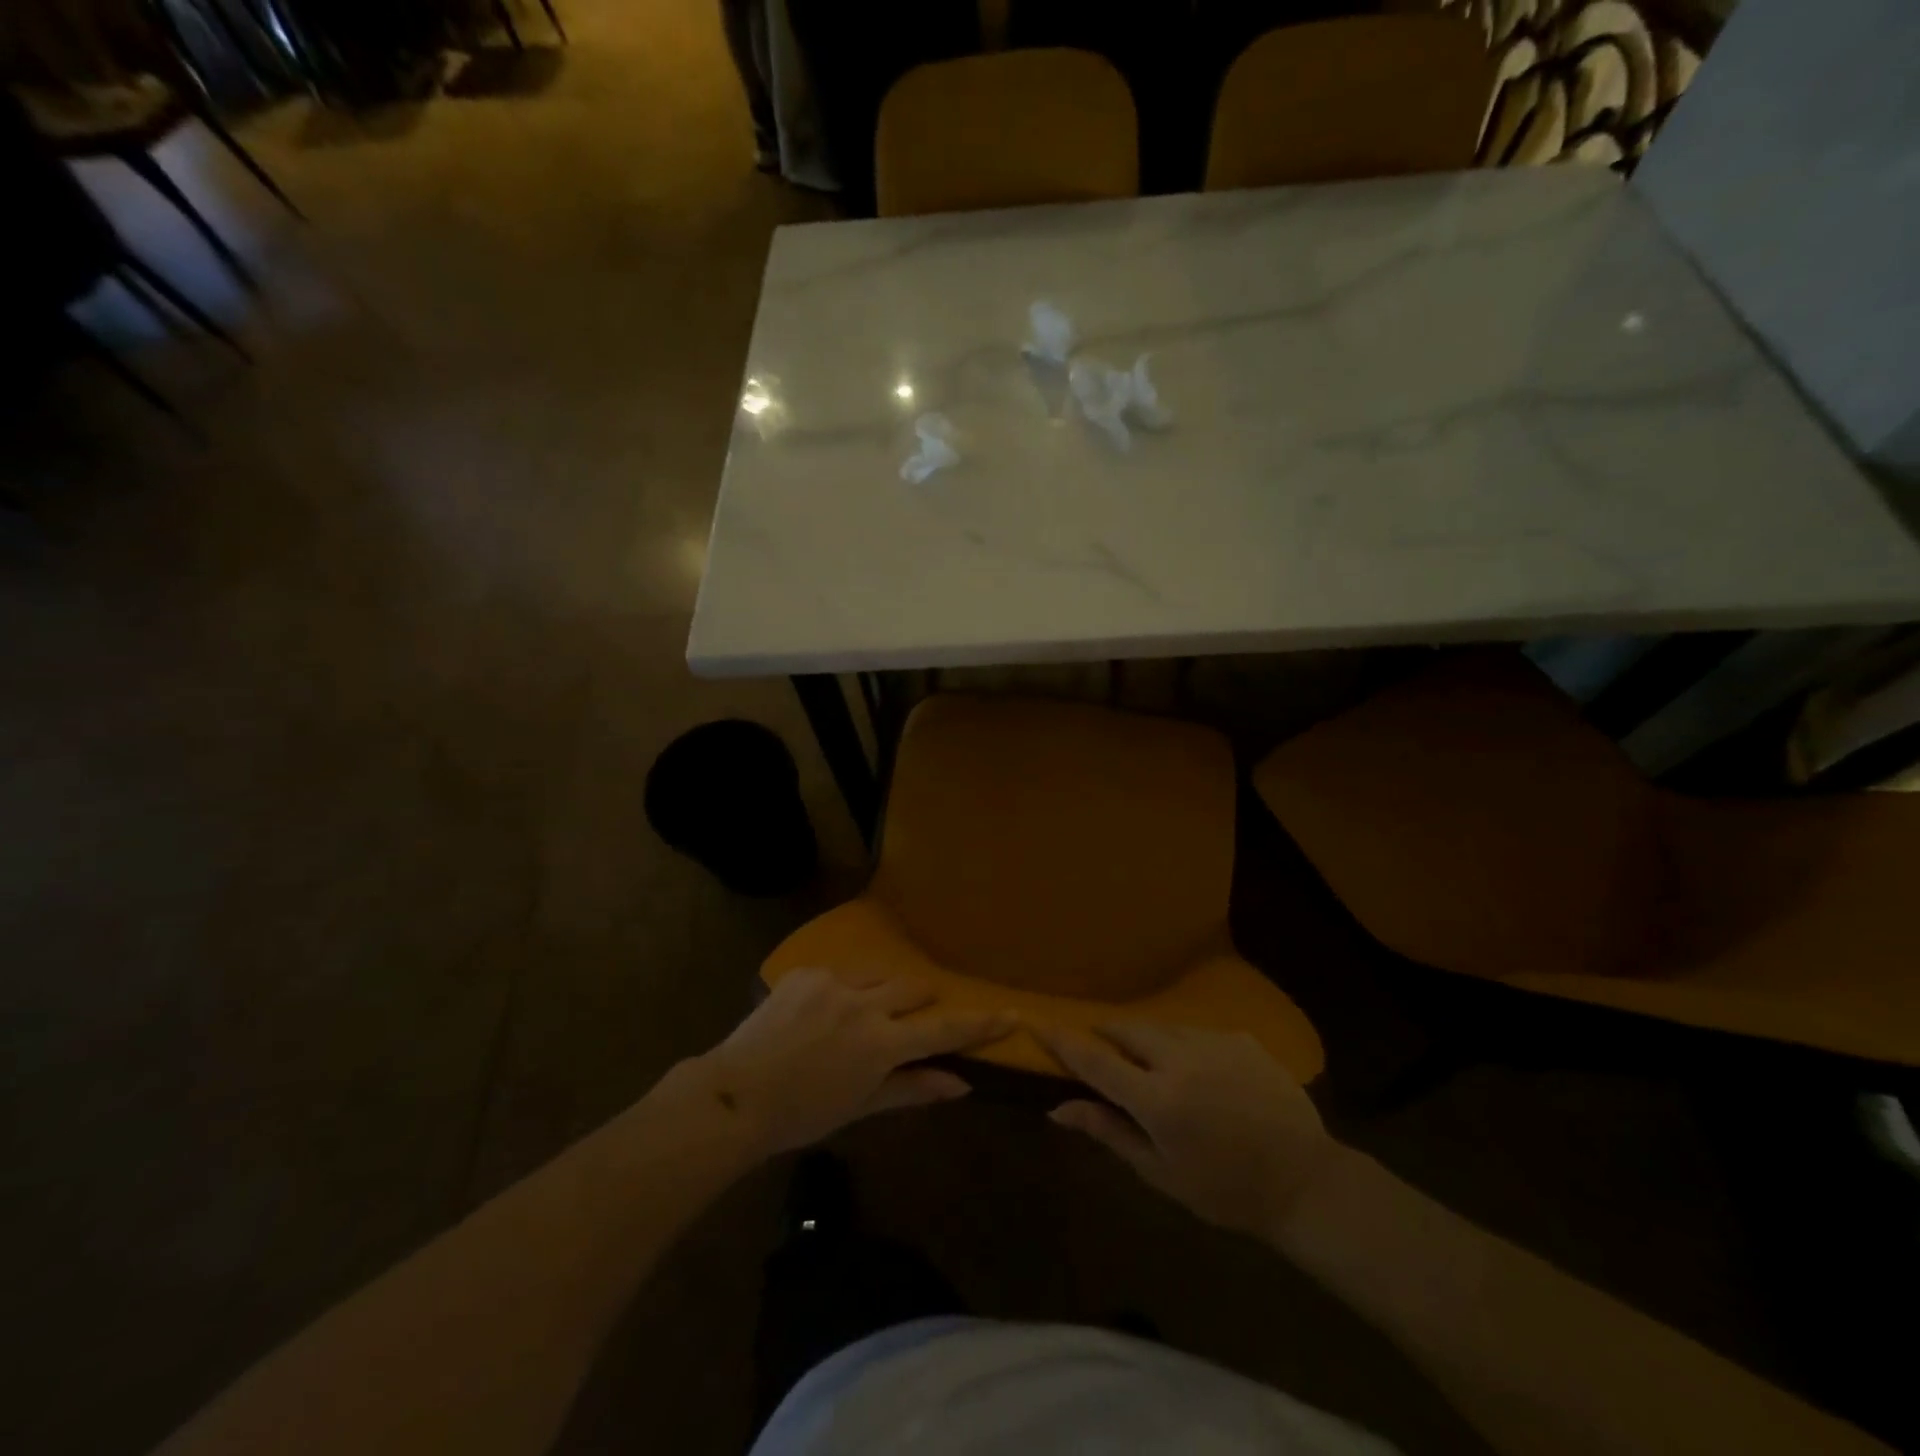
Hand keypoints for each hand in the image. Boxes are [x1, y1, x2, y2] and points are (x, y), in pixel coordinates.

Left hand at [689, 968, 1011, 1157]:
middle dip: (921, 1001)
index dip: (979, 1023)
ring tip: (855, 1022)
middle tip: (910, 1022)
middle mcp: (863, 1002)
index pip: (943, 1028)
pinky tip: (818, 1018)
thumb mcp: (861, 1105)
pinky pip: (839, 975)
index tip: (1010, 1013)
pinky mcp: (806, 971)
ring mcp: (833, 981)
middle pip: (913, 988)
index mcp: (881, 1042)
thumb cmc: (802, 1114)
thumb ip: (913, 1087)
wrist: (734, 1095)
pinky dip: (841, 993)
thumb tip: (962, 1083)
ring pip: (877, 976)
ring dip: (880, 995)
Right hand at [1035, 1023, 1342, 1240]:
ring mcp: (1214, 1042)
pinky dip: (1184, 1045)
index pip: (1095, 1061)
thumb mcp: (1161, 1173)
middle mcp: (1181, 1059)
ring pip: (1161, 1027)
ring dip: (1146, 1040)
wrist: (1305, 1182)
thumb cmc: (1225, 1191)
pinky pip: (1196, 1032)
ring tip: (1155, 1066)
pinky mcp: (1240, 1037)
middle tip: (1102, 1048)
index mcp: (1157, 1100)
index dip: (1063, 1041)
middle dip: (1107, 1033)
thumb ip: (1109, 1132)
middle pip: (1126, 1029)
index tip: (1038, 1022)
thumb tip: (1058, 1110)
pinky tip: (1201, 1073)